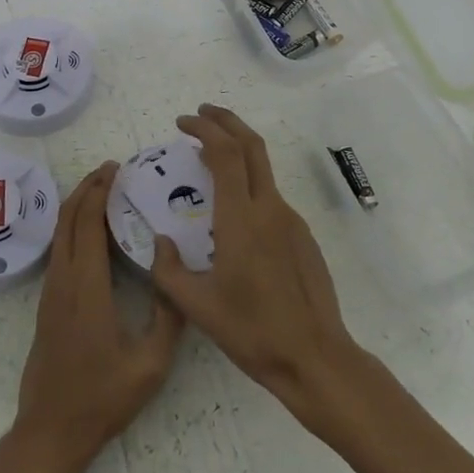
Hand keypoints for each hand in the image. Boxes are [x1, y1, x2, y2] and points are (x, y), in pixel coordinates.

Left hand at [12, 163, 184, 472]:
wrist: (50, 431)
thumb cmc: (101, 398)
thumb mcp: (150, 364)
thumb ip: (168, 317)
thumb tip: (177, 274)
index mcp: (87, 288)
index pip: (87, 224)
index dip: (99, 191)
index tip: (116, 169)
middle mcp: (64, 281)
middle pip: (68, 219)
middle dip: (87, 188)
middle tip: (111, 170)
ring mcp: (51, 292)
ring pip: (60, 233)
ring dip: (77, 205)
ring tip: (102, 190)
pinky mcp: (48, 303)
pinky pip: (59, 249)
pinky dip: (73, 226)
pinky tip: (91, 230)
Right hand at [149, 105, 364, 422]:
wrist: (314, 357)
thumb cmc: (252, 331)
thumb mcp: (196, 306)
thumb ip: (168, 270)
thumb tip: (159, 242)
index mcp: (241, 218)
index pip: (225, 152)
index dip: (204, 128)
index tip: (183, 122)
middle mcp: (269, 208)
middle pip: (251, 144)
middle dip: (226, 120)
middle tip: (200, 115)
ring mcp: (290, 220)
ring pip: (263, 168)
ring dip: (237, 150)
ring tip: (209, 159)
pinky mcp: (302, 235)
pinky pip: (270, 196)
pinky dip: (248, 182)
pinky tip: (234, 210)